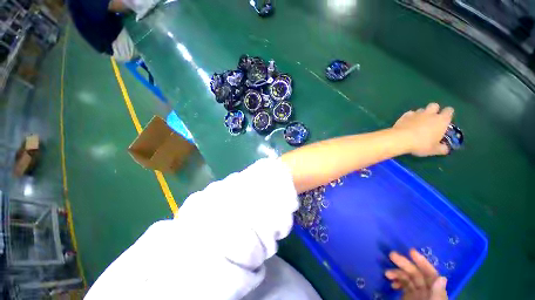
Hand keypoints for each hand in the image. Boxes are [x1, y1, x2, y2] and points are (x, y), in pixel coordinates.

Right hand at [385, 249, 447, 299]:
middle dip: (404, 263)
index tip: (410, 252)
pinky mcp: (408, 297)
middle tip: (391, 255)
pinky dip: (397, 281)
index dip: (422, 262)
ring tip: (387, 273)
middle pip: (416, 274)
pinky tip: (391, 282)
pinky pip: (403, 285)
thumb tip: (442, 278)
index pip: (430, 274)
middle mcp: (426, 291)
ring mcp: (416, 294)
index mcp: (435, 292)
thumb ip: (438, 295)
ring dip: (397, 272)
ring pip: (407, 278)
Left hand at [393, 103, 453, 156]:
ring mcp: (416, 113)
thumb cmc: (421, 144)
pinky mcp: (404, 115)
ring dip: (421, 114)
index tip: (445, 120)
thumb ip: (442, 148)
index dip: (447, 114)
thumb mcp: (434, 150)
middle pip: (434, 105)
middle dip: (434, 110)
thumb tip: (445, 148)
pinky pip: (409, 113)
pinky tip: (407, 123)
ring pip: (421, 109)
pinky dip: (409, 117)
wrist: (401, 139)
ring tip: (418, 122)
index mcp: (442, 120)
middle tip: (431, 120)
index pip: (449, 111)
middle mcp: (430, 114)